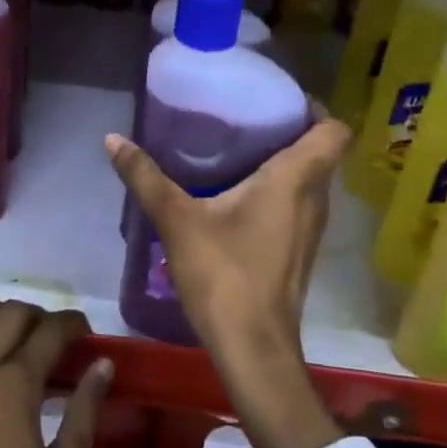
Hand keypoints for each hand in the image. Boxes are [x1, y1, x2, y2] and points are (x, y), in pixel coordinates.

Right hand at [105, 116, 351, 447]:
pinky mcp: (299, 252)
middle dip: (288, 129)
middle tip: (244, 116)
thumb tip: (113, 138)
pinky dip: (277, 190)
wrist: (253, 350)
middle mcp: (314, 200)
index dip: (313, 108)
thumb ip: (145, 177)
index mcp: (295, 180)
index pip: (334, 131)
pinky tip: (237, 195)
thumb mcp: (177, 220)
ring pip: (308, 180)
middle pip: (319, 152)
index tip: (277, 97)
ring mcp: (310, 229)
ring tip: (237, 148)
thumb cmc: (224, 274)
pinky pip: (297, 204)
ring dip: (283, 161)